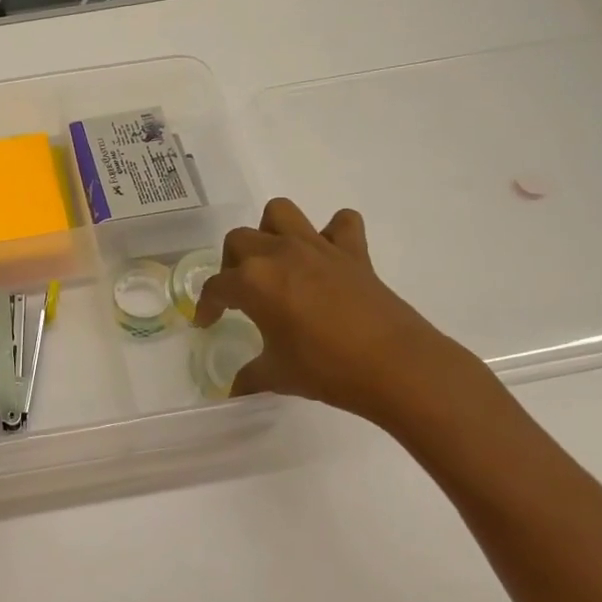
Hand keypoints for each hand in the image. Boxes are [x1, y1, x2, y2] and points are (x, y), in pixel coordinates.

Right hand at [193, 199, 485, 430]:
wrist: (395, 366)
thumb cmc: (326, 369)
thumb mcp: (278, 376)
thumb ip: (250, 376)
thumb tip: (234, 389)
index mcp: (253, 282)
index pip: (216, 287)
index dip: (207, 305)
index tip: (207, 322)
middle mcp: (278, 254)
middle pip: (239, 240)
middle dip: (231, 264)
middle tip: (241, 294)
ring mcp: (317, 247)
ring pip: (280, 213)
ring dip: (271, 231)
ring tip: (276, 261)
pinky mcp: (352, 252)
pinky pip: (341, 223)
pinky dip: (332, 232)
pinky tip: (328, 256)